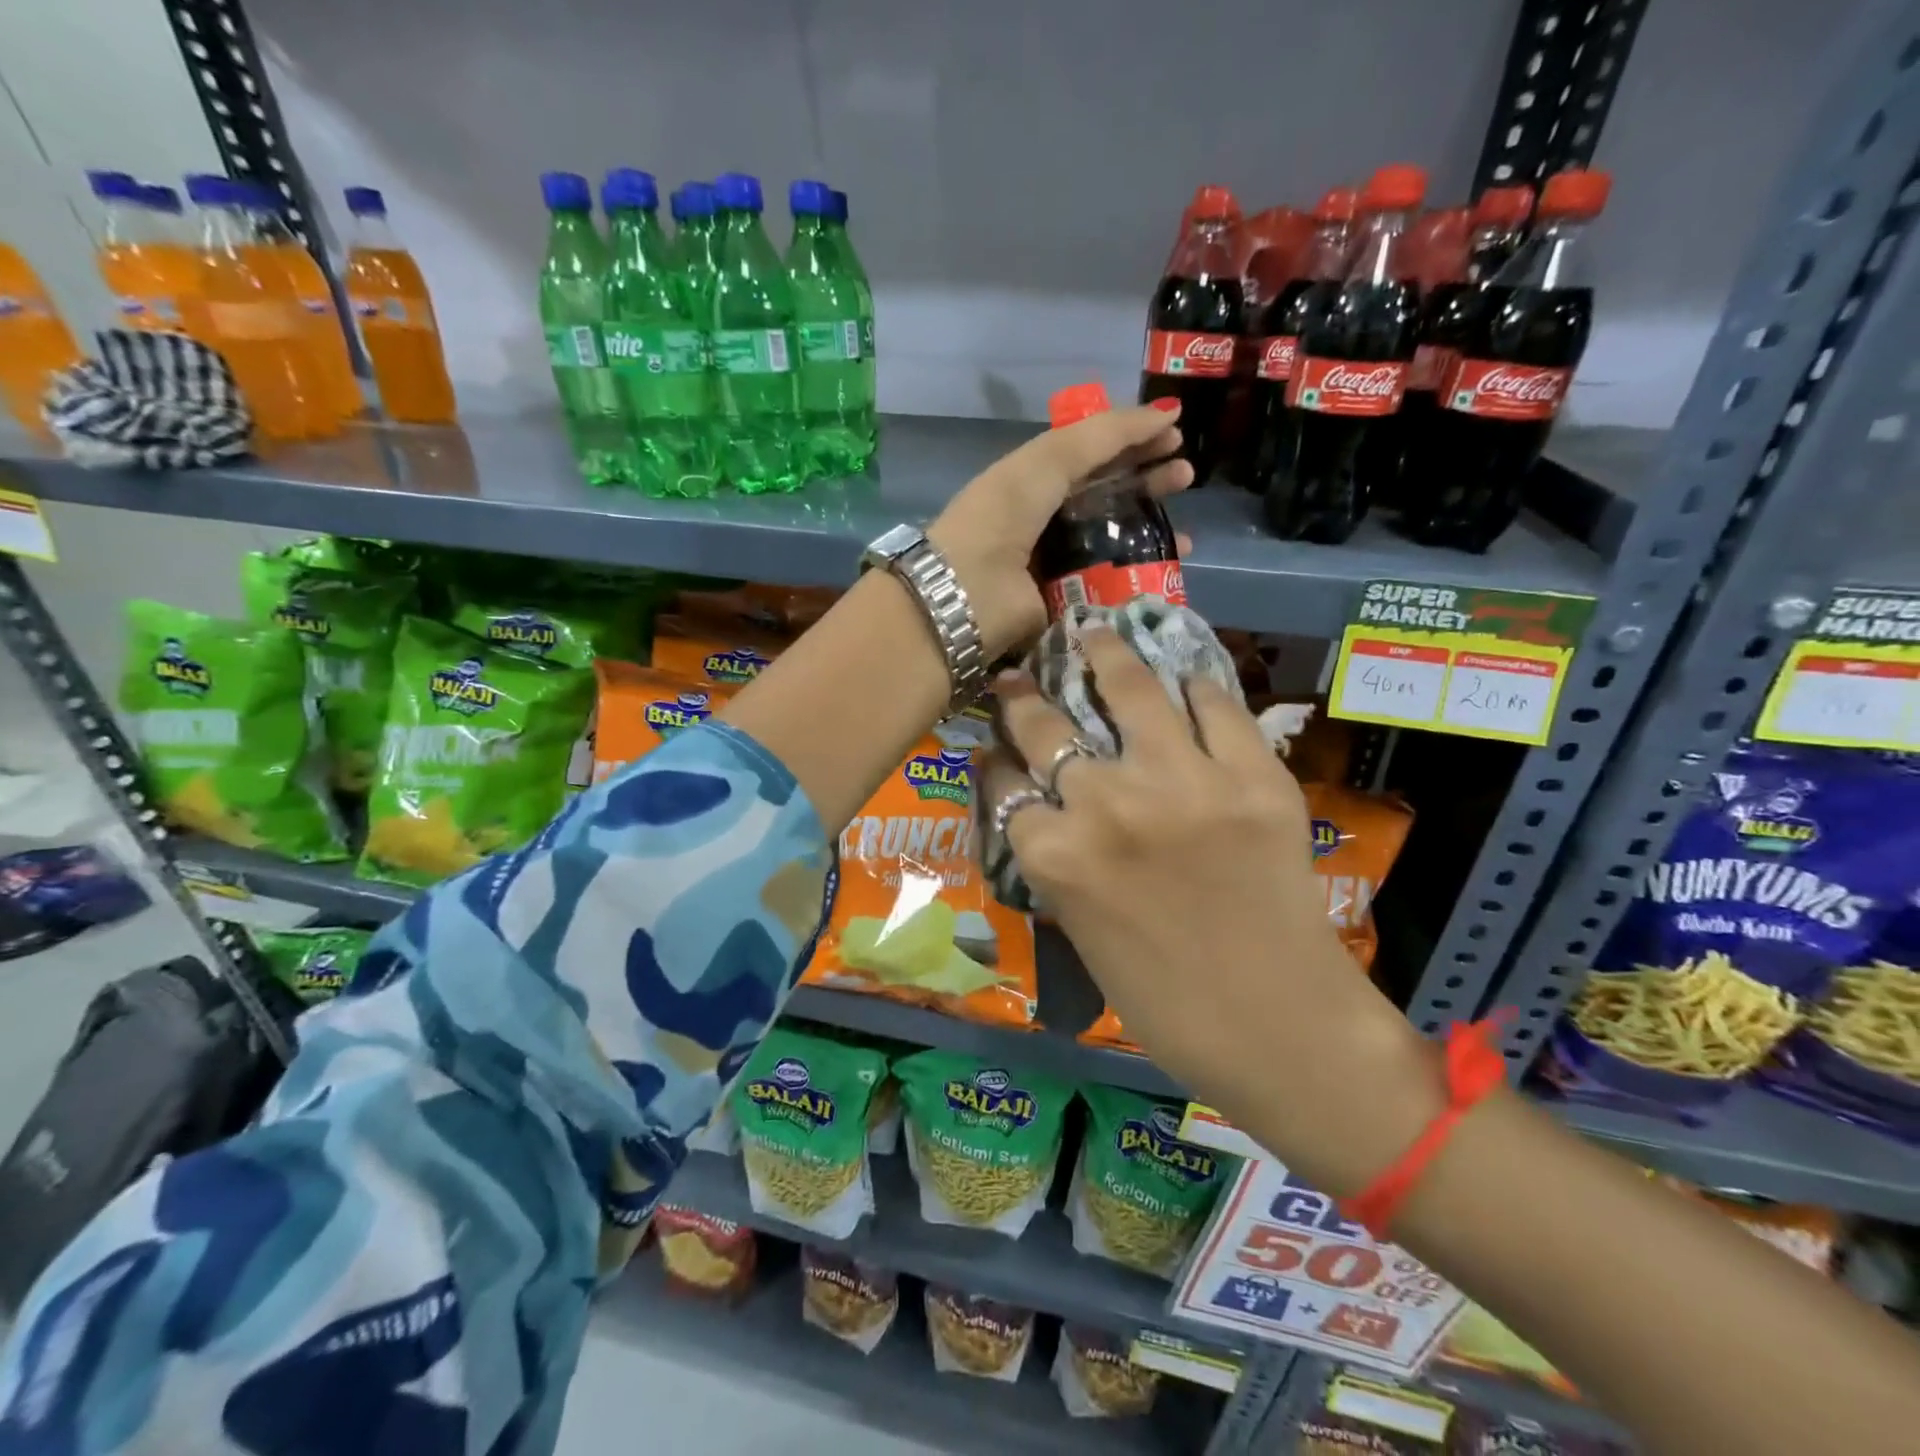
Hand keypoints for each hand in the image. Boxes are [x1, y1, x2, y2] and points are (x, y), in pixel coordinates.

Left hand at [926, 401, 1190, 658]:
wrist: (965, 595)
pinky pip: (1108, 585)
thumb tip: (1166, 412)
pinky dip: (1139, 576)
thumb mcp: (1048, 461)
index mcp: (1032, 482)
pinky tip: (1169, 569)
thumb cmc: (1002, 518)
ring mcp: (1055, 565)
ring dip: (1150, 533)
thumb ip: (1103, 434)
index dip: (1131, 441)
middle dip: (1148, 483)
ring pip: (1112, 543)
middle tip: (1186, 476)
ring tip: (1187, 532)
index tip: (1175, 433)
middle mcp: (1044, 521)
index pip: (1090, 456)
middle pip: (1105, 497)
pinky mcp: (1064, 605)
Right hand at [985, 628, 1432, 1193]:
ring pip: (1130, 689)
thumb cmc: (1164, 1000)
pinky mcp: (1253, 777)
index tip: (994, 744)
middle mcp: (1107, 804)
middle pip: (1047, 726)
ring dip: (1104, 654)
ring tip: (1093, 632)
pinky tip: (1181, 680)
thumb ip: (1051, 856)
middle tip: (1019, 678)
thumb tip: (1030, 799)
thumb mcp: (1080, 928)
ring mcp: (1184, 782)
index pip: (1003, 781)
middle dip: (1023, 698)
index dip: (994, 759)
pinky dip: (1194, 690)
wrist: (1278, 1028)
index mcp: (1056, 856)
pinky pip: (1215, 707)